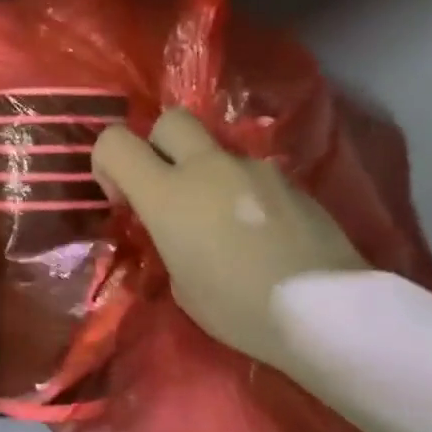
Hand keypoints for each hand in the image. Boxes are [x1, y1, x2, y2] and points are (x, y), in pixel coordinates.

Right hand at [92, 108, 366, 371]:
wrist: (323, 311)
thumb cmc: (238, 309)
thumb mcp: (182, 287)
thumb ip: (169, 243)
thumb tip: (178, 232)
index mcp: (168, 195)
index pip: (115, 142)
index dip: (108, 164)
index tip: (124, 200)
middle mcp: (208, 168)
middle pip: (171, 121)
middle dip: (159, 146)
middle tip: (168, 190)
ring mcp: (254, 168)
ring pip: (215, 150)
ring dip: (206, 175)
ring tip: (223, 225)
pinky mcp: (290, 180)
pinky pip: (251, 174)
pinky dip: (242, 192)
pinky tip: (259, 234)